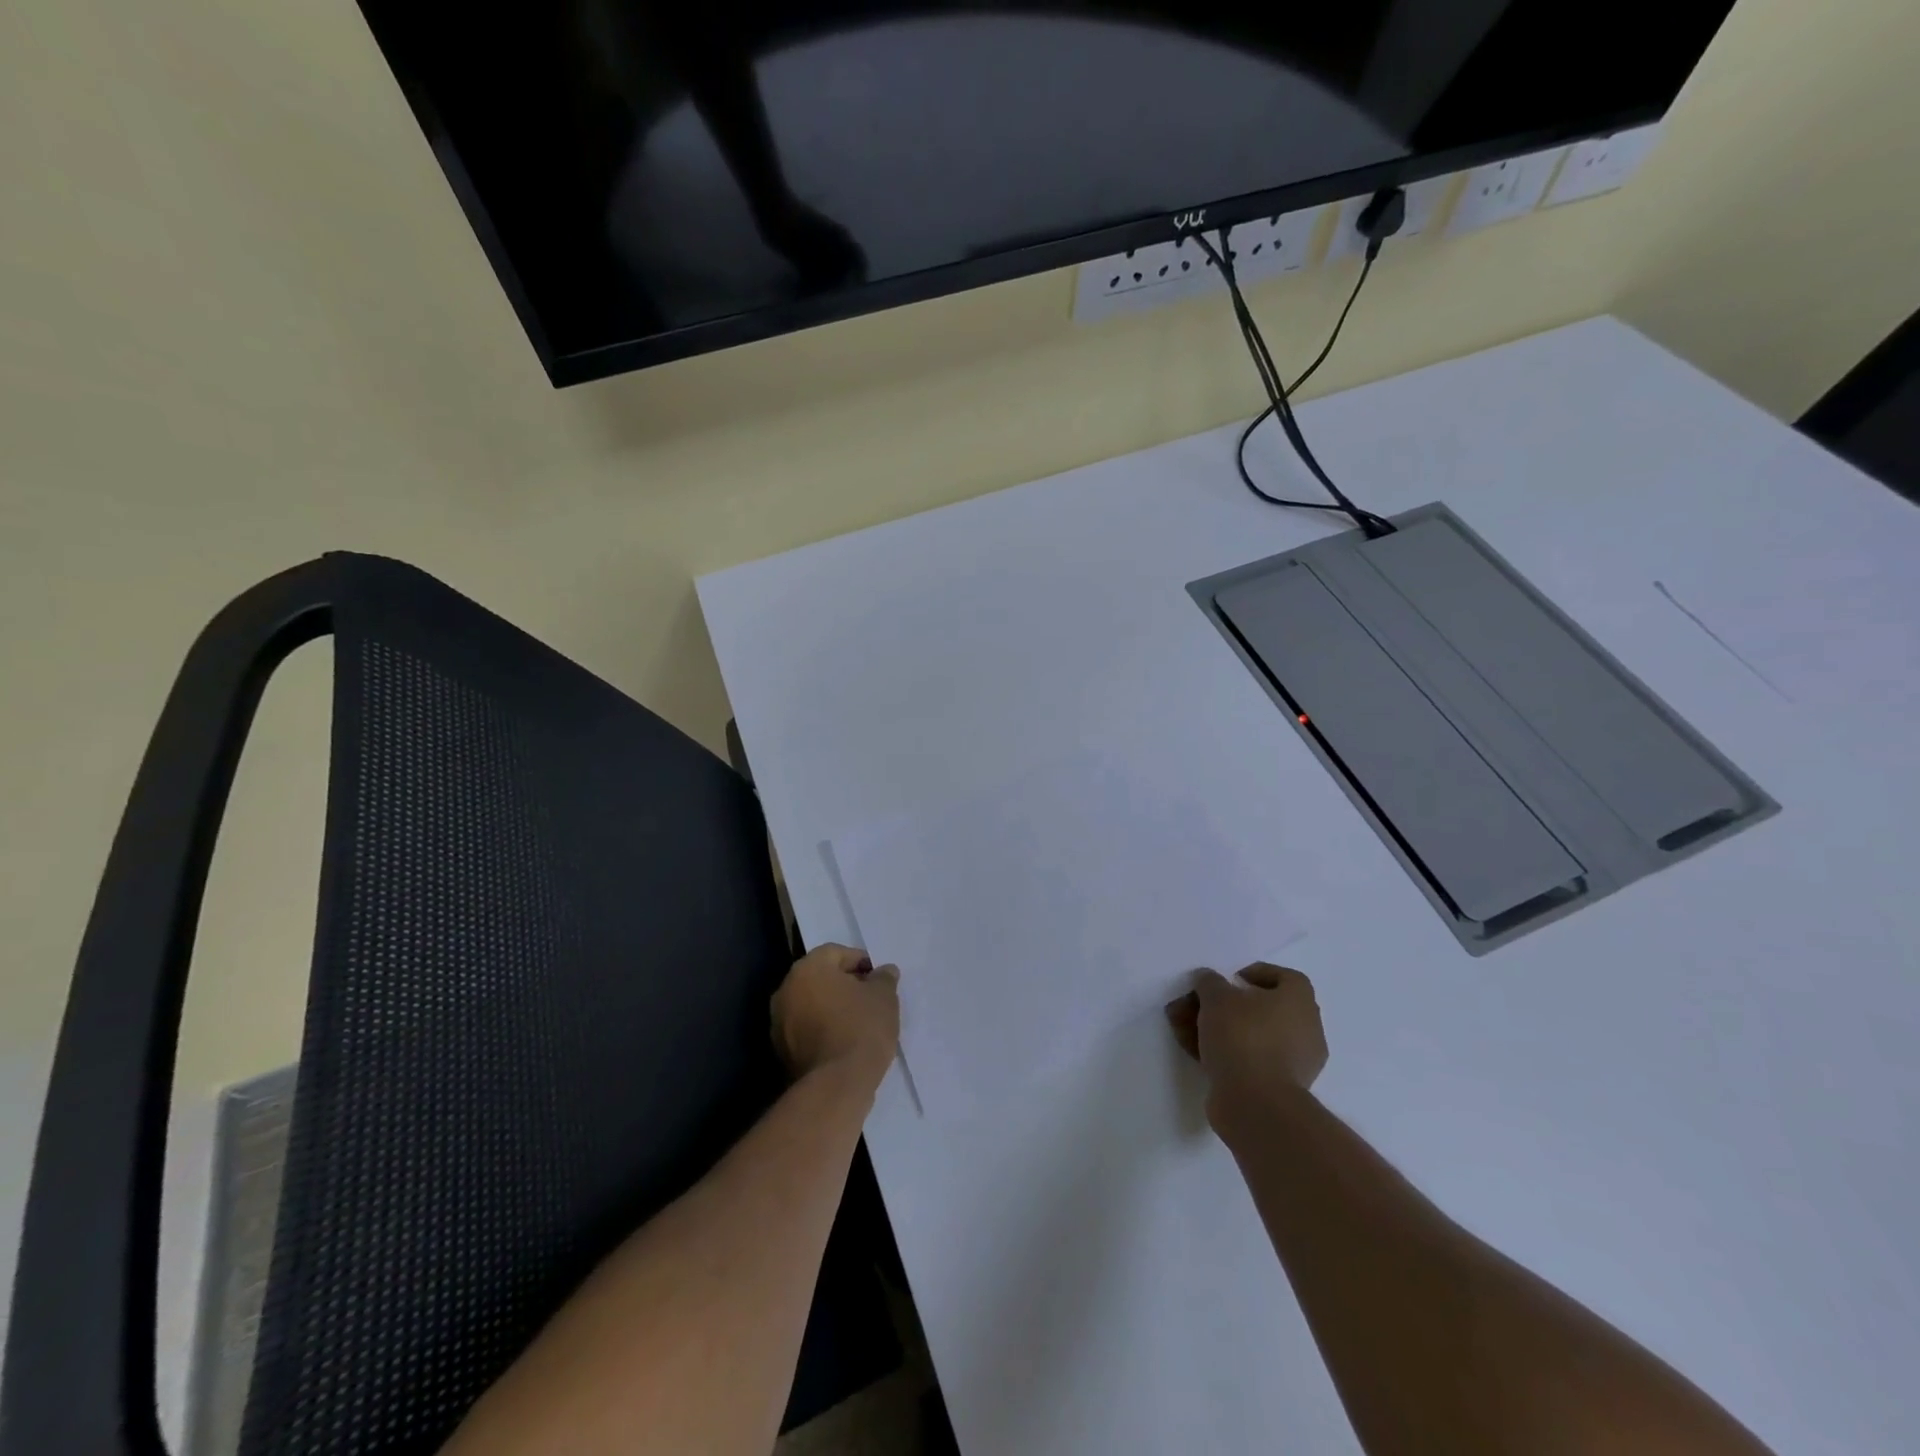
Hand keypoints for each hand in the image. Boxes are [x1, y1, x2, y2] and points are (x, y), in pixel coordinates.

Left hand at [771, 943, 899, 1090]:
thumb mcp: (884, 996)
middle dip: (844, 985)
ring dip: (832, 1008)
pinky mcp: (781, 1051)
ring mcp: (779, 1022)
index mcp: (808, 968)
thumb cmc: (861, 1028)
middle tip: (870, 999)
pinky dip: (822, 1029)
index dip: (860, 962)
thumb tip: (884, 971)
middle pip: (820, 977)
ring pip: (811, 1004)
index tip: (878, 980)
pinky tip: (844, 1042)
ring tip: (859, 1023)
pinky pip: (806, 1029)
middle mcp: (786, 989)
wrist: (837, 1085)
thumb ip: (883, 978)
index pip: (836, 953)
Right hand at [1166, 963, 1327, 1122]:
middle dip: (1225, 1005)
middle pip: (1262, 1008)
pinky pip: (1250, 1060)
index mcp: (1299, 1002)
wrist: (1256, 1104)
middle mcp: (1305, 1030)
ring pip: (1252, 1035)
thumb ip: (1209, 982)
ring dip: (1219, 1029)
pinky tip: (1195, 1053)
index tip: (1230, 980)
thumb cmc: (1243, 1037)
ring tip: (1184, 1029)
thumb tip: (1208, 980)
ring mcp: (1294, 1063)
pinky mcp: (1277, 1088)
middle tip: (1197, 1005)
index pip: (1286, 977)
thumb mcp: (1217, 997)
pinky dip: (1225, 1054)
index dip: (1257, 973)